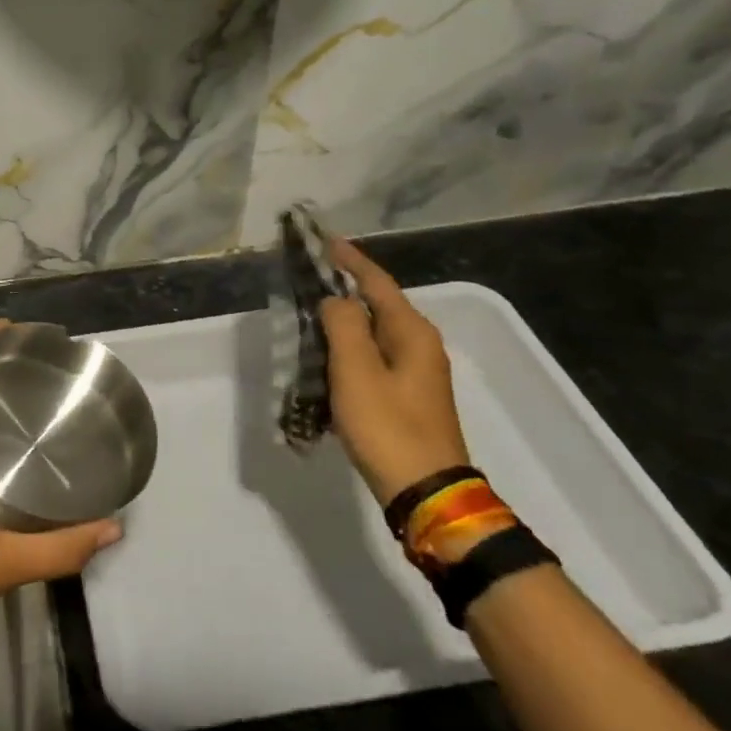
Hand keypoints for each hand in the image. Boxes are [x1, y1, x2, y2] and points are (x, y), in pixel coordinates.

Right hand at [318, 238, 470, 506]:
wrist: (424, 490)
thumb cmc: (388, 426)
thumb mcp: (357, 371)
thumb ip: (343, 325)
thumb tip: (334, 300)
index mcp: (411, 332)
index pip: (376, 282)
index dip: (349, 259)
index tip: (323, 239)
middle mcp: (418, 345)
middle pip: (375, 304)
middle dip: (342, 287)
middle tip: (307, 275)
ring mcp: (415, 372)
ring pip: (371, 332)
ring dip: (340, 320)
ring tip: (306, 312)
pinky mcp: (404, 395)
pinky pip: (370, 358)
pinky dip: (345, 349)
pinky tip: (322, 356)